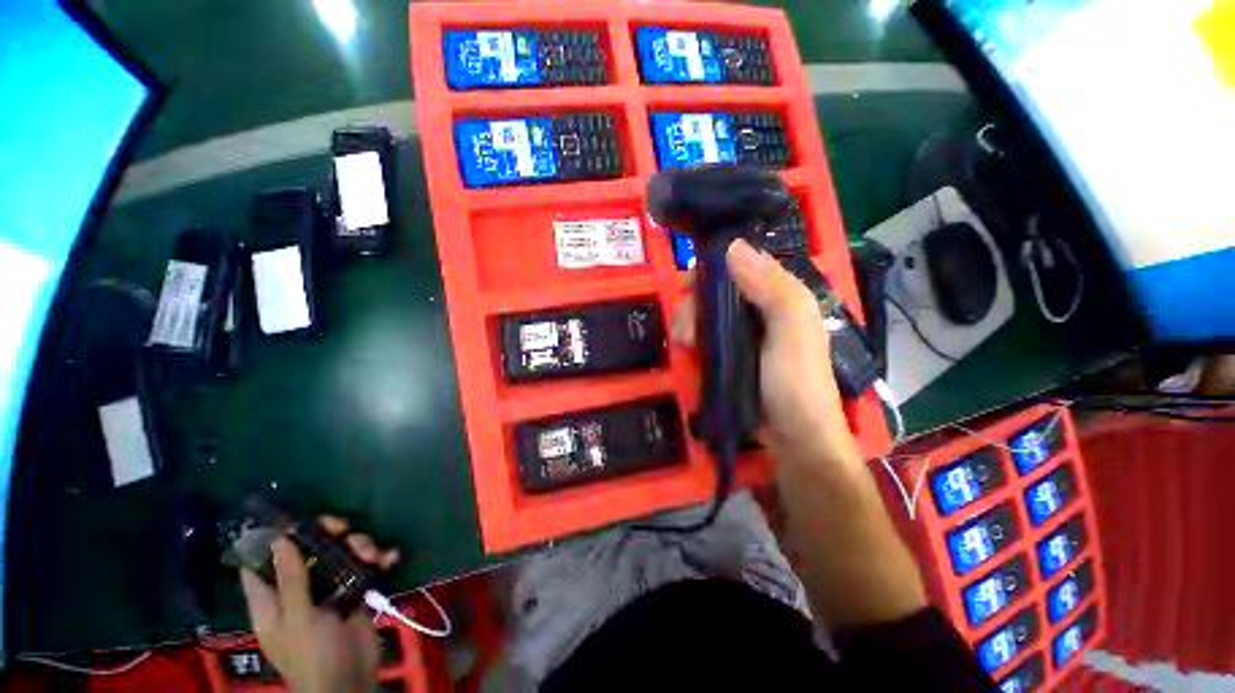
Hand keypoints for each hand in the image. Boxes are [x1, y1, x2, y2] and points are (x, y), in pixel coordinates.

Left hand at [239, 517, 399, 692]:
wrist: (351, 679)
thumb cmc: (313, 654)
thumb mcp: (299, 618)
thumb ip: (290, 579)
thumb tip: (279, 540)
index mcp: (272, 601)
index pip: (259, 566)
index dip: (270, 542)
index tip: (291, 521)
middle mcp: (297, 591)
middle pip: (306, 552)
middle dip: (326, 536)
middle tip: (343, 528)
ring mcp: (327, 592)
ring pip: (339, 555)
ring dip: (359, 547)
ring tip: (372, 553)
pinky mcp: (353, 594)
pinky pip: (364, 568)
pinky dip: (378, 560)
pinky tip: (390, 558)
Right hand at [673, 239, 858, 470]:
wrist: (795, 439)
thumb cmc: (796, 383)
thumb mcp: (792, 330)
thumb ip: (771, 287)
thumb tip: (732, 245)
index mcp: (780, 295)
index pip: (739, 266)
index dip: (711, 272)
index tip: (689, 290)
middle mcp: (761, 308)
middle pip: (716, 291)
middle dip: (694, 305)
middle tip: (685, 331)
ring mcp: (745, 333)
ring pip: (708, 312)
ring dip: (690, 323)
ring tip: (683, 345)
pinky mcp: (732, 353)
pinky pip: (706, 335)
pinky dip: (694, 339)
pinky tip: (687, 350)